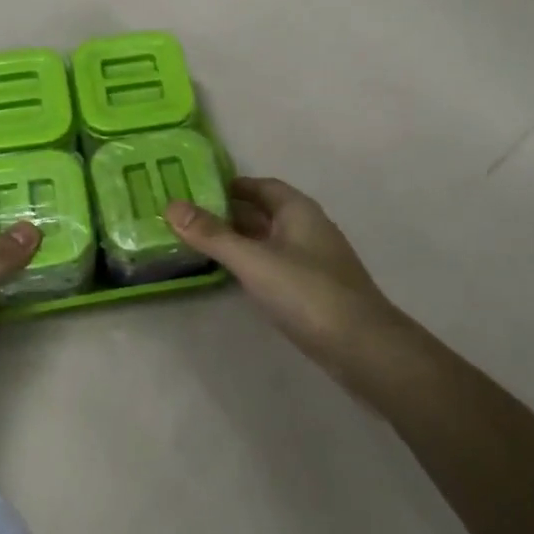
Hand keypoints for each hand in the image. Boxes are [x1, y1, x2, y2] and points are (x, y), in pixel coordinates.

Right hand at [165, 178, 400, 367]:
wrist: (363, 348)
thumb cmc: (307, 293)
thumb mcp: (253, 260)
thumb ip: (212, 235)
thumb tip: (171, 205)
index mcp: (298, 210)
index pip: (261, 186)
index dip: (231, 185)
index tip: (196, 190)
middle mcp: (307, 228)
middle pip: (264, 212)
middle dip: (229, 213)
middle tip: (188, 217)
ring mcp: (312, 261)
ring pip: (268, 240)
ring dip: (239, 240)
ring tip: (199, 244)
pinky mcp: (312, 290)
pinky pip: (274, 265)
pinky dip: (251, 263)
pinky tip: (231, 276)